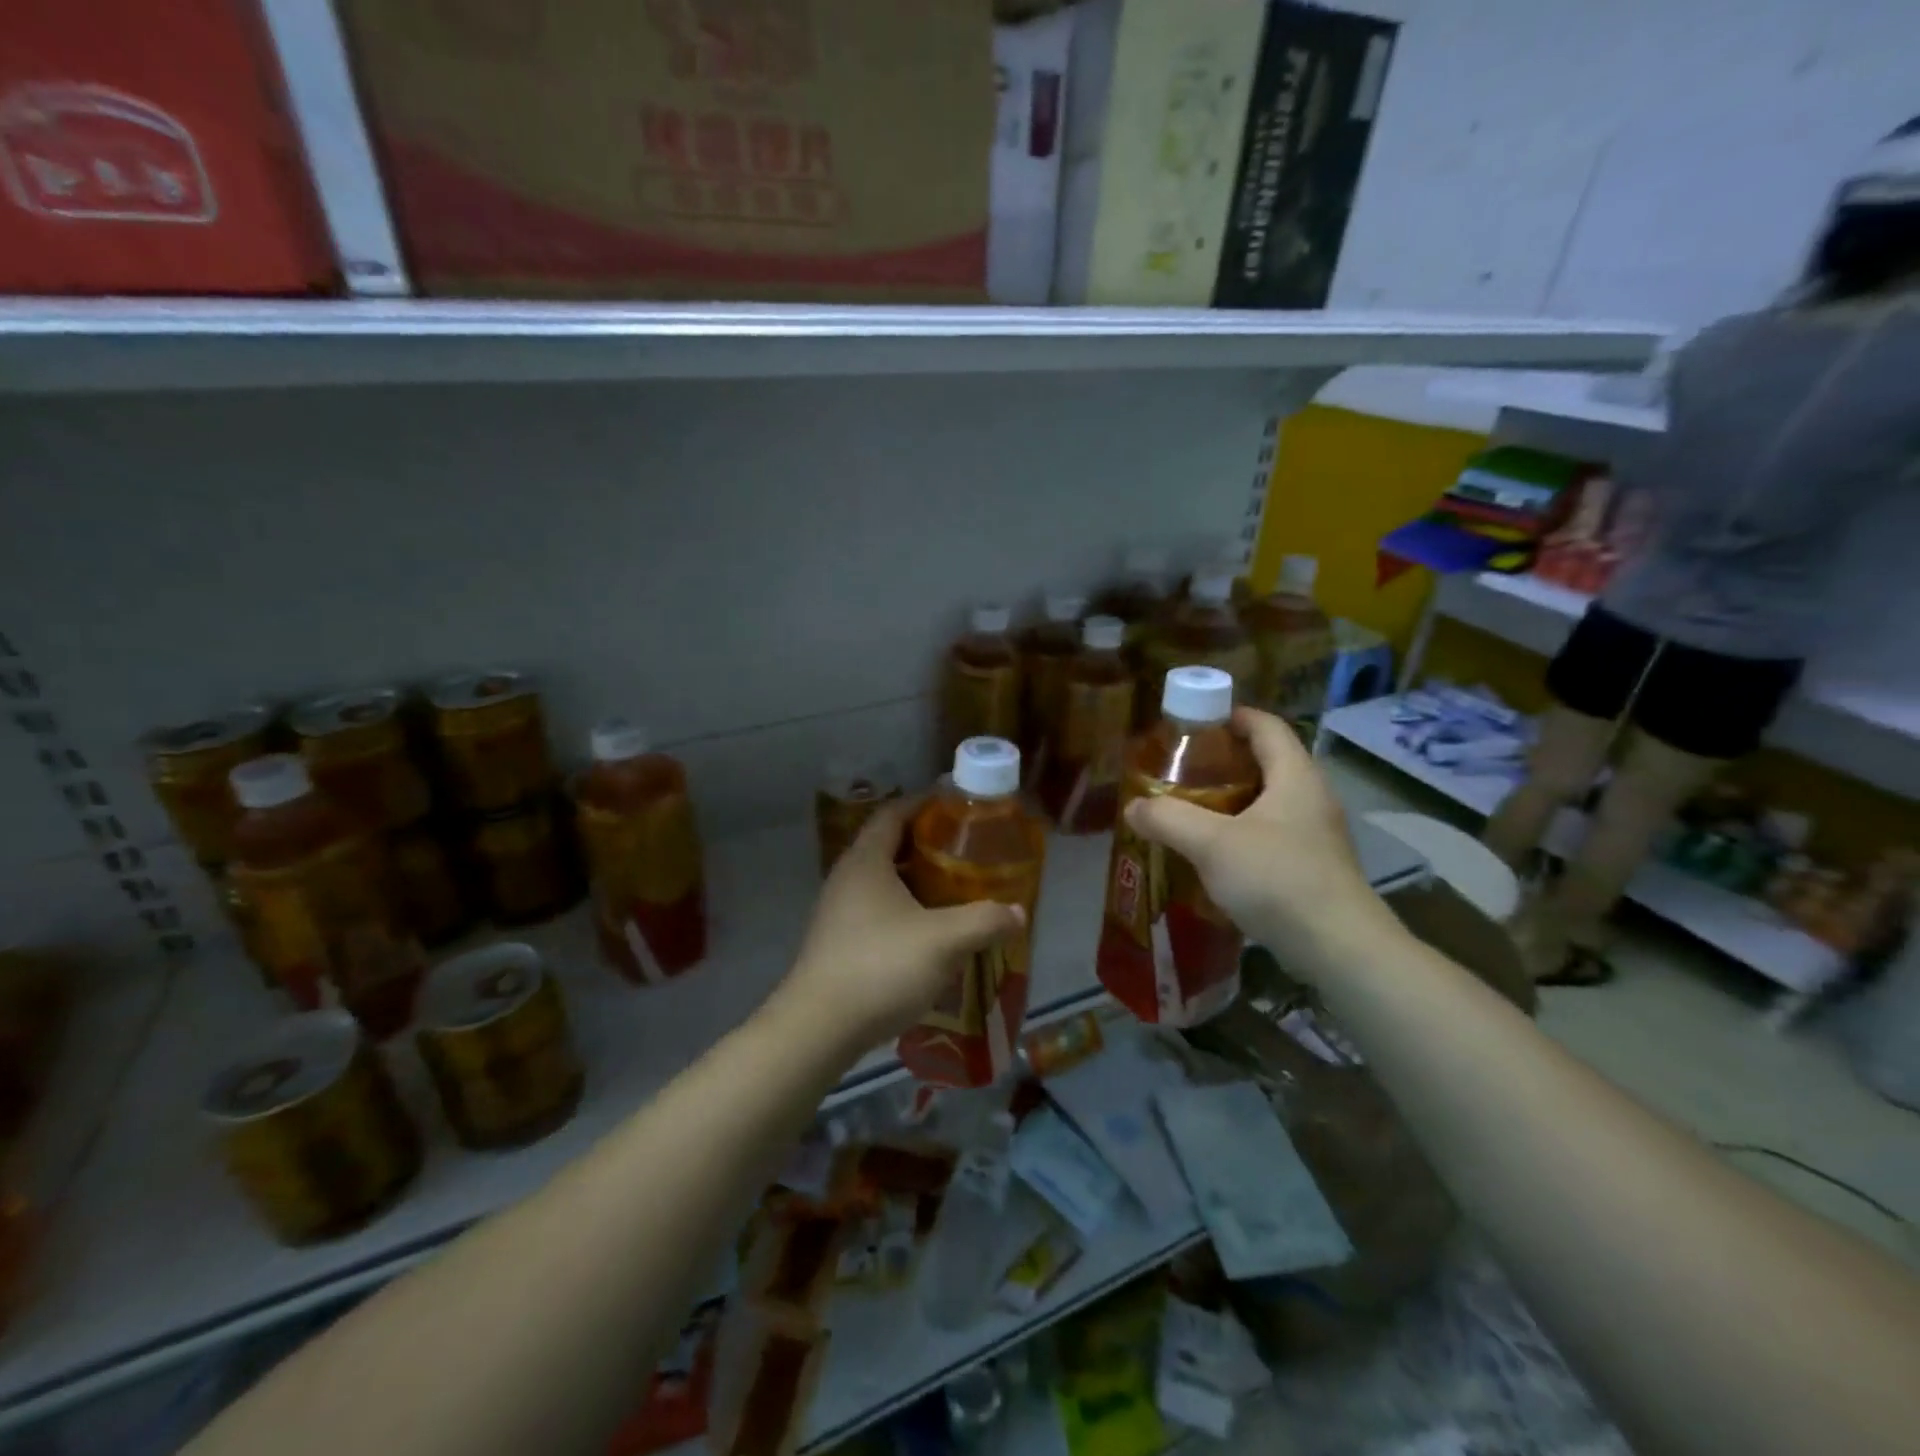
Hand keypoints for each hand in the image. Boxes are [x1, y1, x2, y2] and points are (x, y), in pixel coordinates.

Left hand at [780, 799, 1025, 1050]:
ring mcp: (838, 912)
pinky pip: (875, 910)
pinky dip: (903, 909)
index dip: (923, 804)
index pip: (893, 813)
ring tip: (953, 889)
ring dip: (915, 880)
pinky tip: (928, 932)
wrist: (818, 1028)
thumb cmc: (880, 967)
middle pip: (888, 845)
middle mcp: (847, 878)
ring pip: (882, 881)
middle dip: (926, 844)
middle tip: (965, 850)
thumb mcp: (943, 941)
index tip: (956, 806)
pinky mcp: (837, 942)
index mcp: (866, 862)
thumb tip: (1017, 912)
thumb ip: (984, 921)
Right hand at [1123, 707, 1397, 979]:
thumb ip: (1168, 819)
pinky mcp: (1313, 866)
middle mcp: (1311, 797)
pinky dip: (1242, 832)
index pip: (1266, 725)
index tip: (1195, 723)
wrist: (1339, 948)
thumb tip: (1134, 807)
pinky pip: (1272, 833)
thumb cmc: (1277, 879)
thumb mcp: (1212, 844)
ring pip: (1268, 801)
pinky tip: (1214, 854)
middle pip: (1267, 761)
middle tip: (1181, 771)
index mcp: (1295, 776)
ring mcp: (1317, 834)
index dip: (1232, 717)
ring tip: (1190, 810)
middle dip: (1223, 762)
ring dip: (1231, 800)